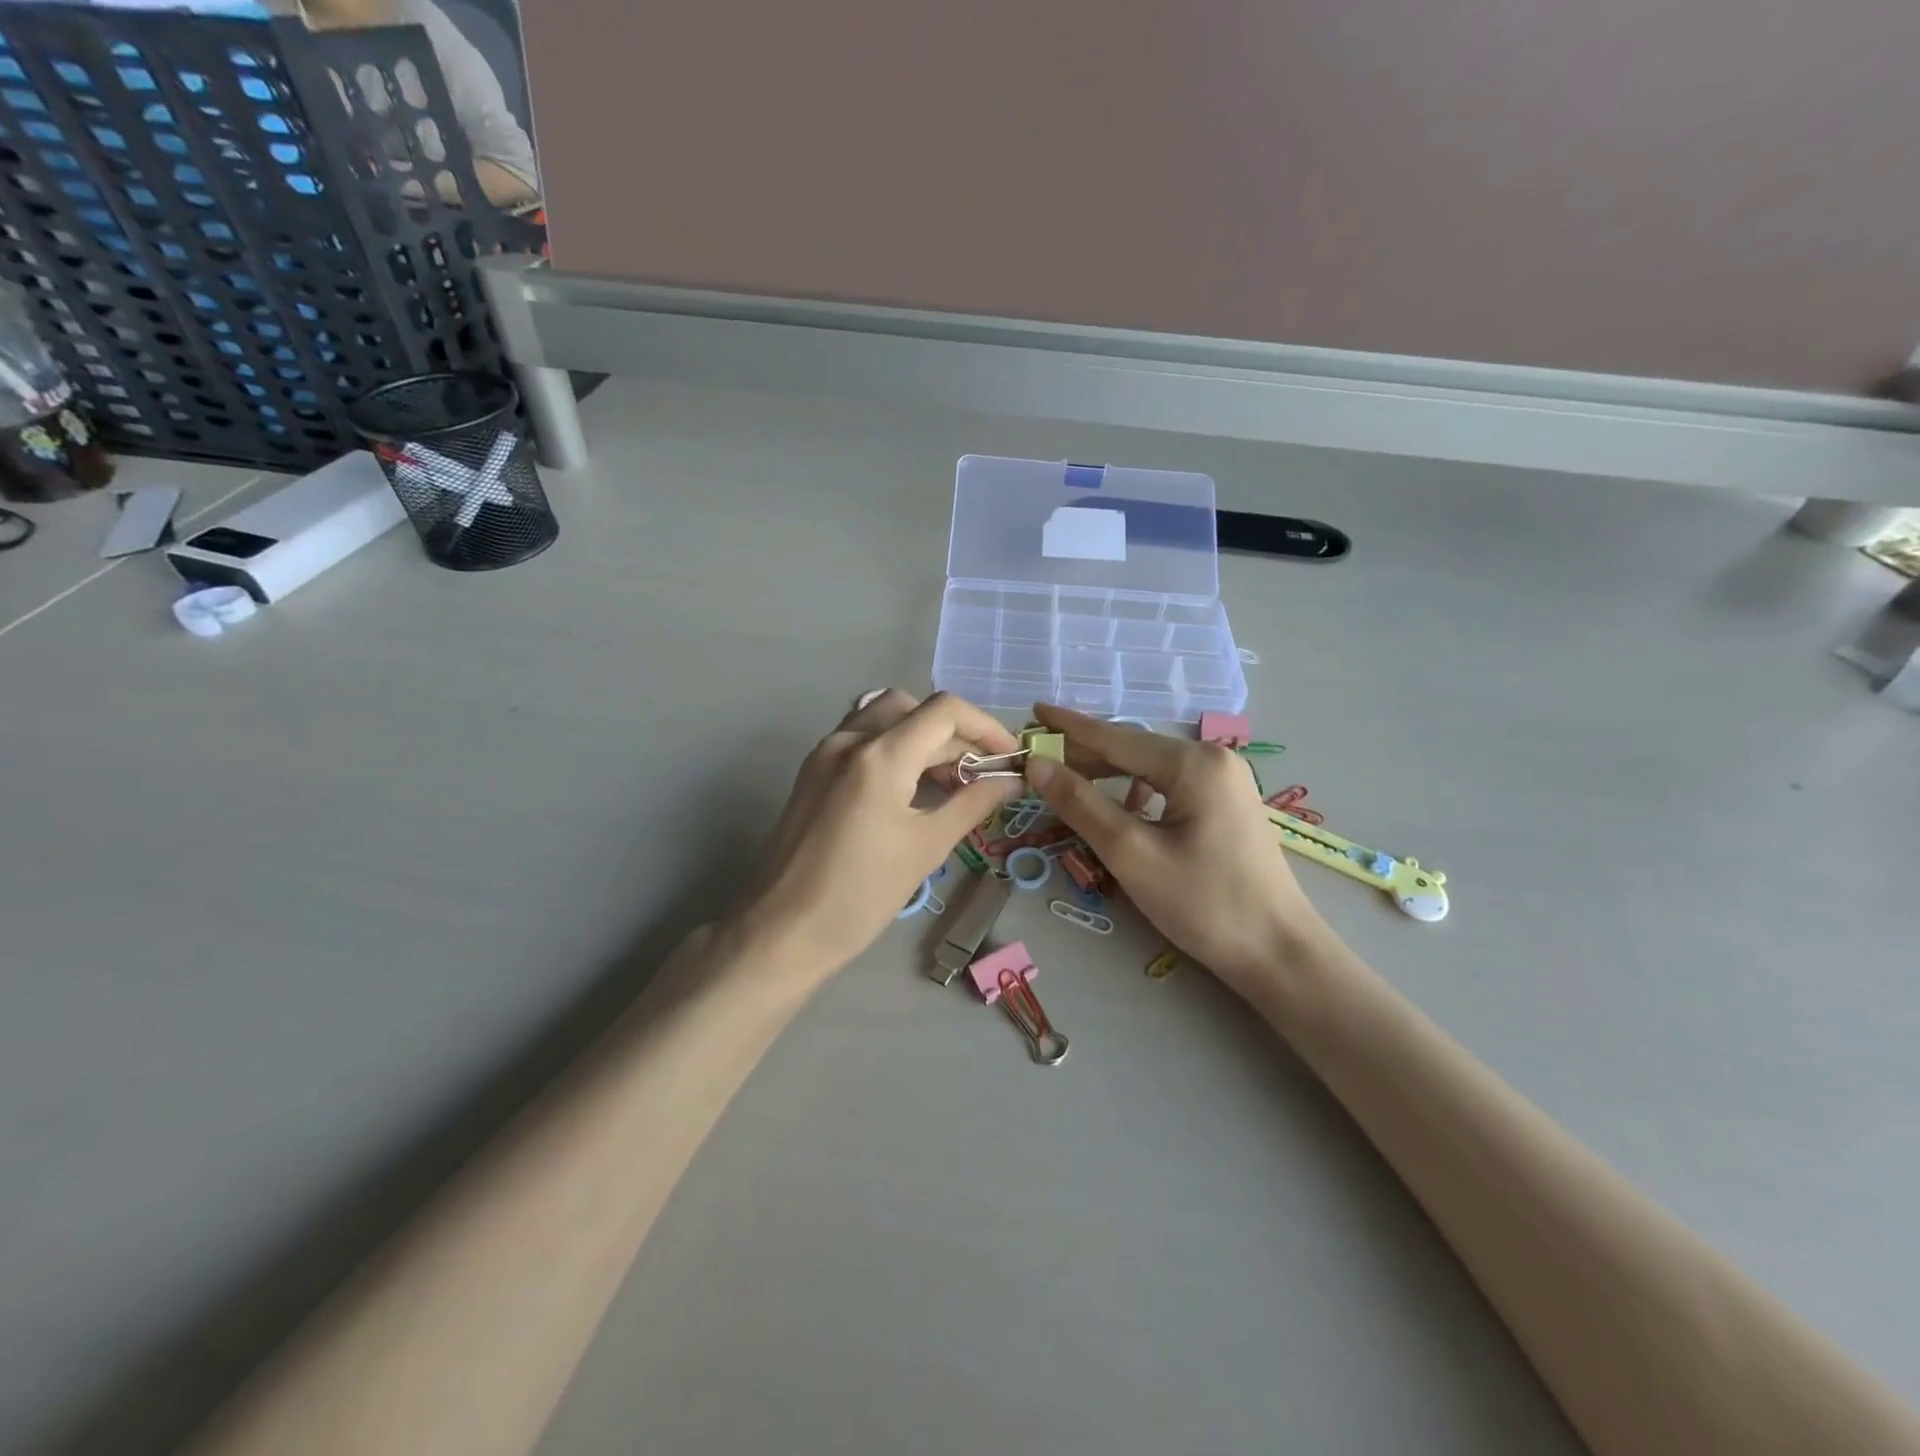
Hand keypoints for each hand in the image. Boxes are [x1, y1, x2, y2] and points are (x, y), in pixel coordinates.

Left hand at [735, 690, 1021, 974]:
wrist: (784, 931)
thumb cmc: (861, 894)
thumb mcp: (926, 847)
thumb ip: (973, 803)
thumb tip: (1012, 780)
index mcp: (879, 755)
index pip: (945, 711)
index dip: (986, 727)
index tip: (1009, 758)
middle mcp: (849, 739)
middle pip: (916, 709)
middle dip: (956, 735)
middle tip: (981, 775)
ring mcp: (825, 752)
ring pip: (886, 717)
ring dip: (924, 737)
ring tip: (949, 780)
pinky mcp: (813, 770)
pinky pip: (863, 737)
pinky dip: (895, 747)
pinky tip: (910, 786)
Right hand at [1021, 704, 1336, 988]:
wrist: (1278, 953)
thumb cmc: (1204, 903)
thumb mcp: (1131, 853)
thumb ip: (1081, 804)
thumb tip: (1037, 765)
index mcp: (1193, 762)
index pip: (1116, 737)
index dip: (1069, 726)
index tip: (1033, 711)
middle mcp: (1213, 759)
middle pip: (1134, 749)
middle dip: (1085, 754)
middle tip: (1039, 761)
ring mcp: (1225, 781)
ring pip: (1151, 768)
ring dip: (1109, 774)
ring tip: (1068, 784)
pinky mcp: (1227, 804)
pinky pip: (1169, 785)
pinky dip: (1136, 791)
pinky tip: (1120, 810)